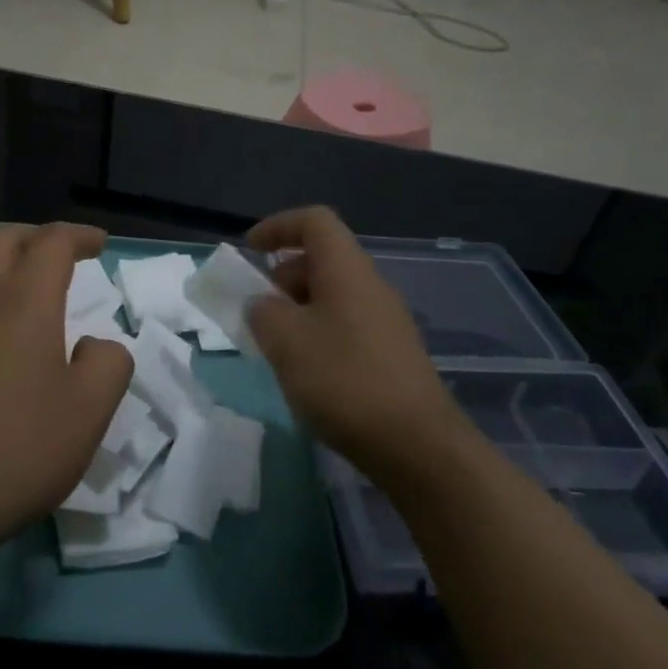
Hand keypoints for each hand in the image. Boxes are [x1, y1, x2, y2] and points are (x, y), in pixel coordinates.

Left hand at [0, 223, 133, 554]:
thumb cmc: (19, 449)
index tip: (100, 246)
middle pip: (4, 239)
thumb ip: (109, 363)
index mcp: (26, 302)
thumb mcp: (90, 412)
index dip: (80, 236)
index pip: (52, 242)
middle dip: (37, 236)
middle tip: (62, 253)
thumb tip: (95, 345)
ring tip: (16, 276)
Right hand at [245, 207, 463, 473]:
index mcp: (347, 270)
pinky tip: (306, 372)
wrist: (418, 446)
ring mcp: (386, 322)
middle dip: (282, 276)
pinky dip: (317, 334)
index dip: (278, 226)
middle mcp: (370, 286)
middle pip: (322, 259)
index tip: (249, 250)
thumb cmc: (344, 380)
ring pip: (332, 296)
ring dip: (297, 309)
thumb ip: (263, 312)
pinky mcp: (392, 355)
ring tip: (276, 346)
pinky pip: (345, 325)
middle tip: (257, 311)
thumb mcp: (286, 341)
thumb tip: (264, 305)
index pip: (314, 222)